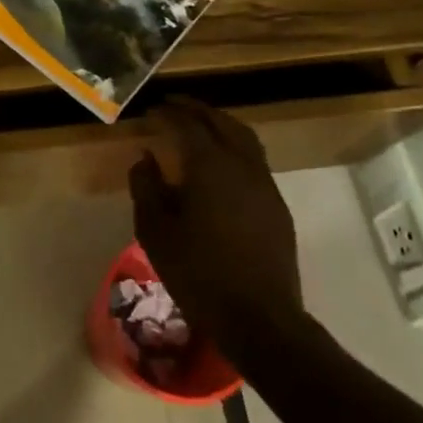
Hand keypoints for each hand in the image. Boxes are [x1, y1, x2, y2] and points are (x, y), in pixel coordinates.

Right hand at [128, 98, 303, 356]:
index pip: (188, 125)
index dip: (168, 114)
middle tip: (174, 105)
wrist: (259, 317)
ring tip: (199, 125)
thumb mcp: (155, 231)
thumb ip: (146, 187)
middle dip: (197, 110)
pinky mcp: (277, 206)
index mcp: (210, 166)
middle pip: (222, 123)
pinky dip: (234, 147)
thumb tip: (146, 157)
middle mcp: (242, 165)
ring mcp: (265, 185)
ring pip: (245, 139)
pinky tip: (220, 164)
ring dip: (220, 124)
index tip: (151, 110)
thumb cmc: (198, 273)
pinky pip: (255, 160)